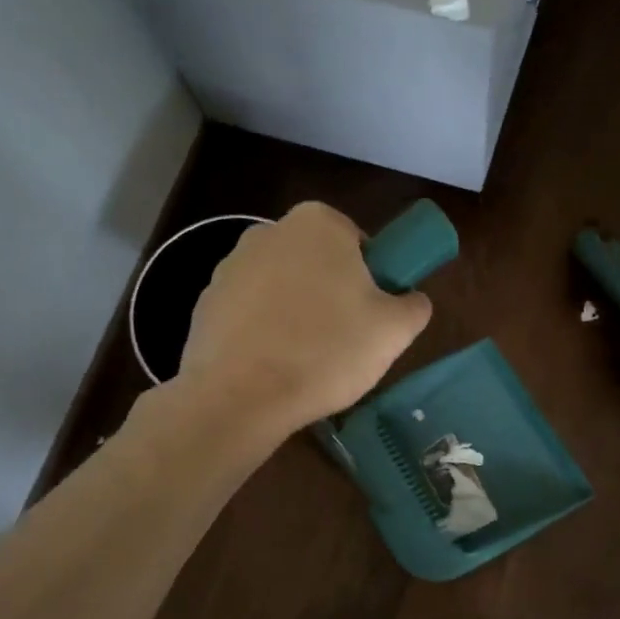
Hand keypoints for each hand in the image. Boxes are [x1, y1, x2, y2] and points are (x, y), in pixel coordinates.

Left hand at [177, 202, 432, 433]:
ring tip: (305, 361)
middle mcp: (269, 231)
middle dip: (331, 293)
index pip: (359, 243)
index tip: (371, 316)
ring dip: (295, 313)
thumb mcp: (394, 331)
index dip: (371, 279)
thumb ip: (414, 305)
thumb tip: (411, 300)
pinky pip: (249, 313)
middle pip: (317, 263)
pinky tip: (271, 366)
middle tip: (344, 341)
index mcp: (318, 223)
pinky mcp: (205, 302)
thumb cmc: (327, 352)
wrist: (240, 396)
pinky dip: (263, 332)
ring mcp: (229, 265)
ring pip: (282, 288)